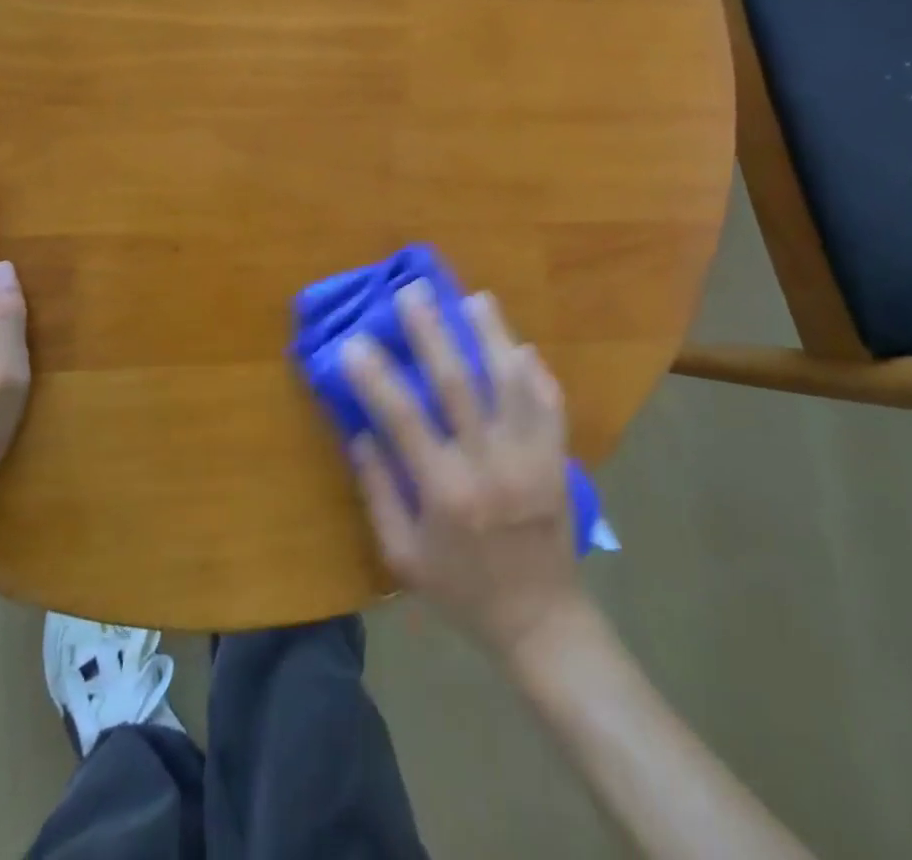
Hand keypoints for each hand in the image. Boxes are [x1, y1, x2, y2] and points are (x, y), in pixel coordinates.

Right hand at [343, 283, 585, 659]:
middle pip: (458, 384)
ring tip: (475, 299)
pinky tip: (521, 346)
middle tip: (414, 291)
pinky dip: (537, 373)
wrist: (540, 620)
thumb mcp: (404, 557)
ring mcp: (529, 458)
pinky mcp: (557, 460)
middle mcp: (488, 464)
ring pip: (510, 382)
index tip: (354, 341)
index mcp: (444, 491)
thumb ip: (379, 494)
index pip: (403, 418)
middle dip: (433, 332)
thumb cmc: (462, 590)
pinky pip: (550, 405)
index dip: (376, 377)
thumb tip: (360, 434)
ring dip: (492, 336)